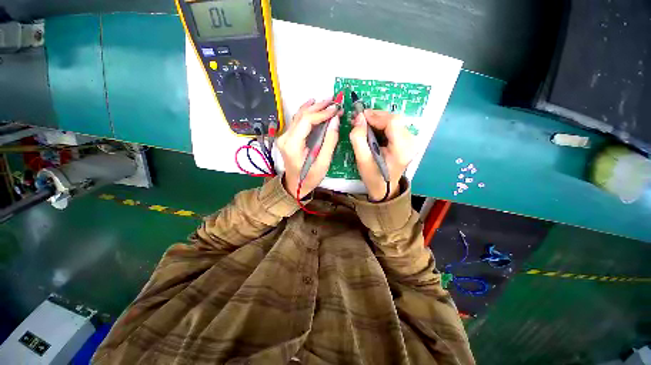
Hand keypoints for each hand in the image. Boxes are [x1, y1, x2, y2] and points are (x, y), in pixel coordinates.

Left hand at [277, 98, 341, 198]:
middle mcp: (285, 137)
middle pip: (302, 116)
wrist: (294, 186)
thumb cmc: (309, 178)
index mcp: (293, 145)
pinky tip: (313, 104)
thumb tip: (334, 120)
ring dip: (314, 107)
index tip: (336, 109)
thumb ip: (329, 142)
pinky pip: (297, 121)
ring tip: (327, 101)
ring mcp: (284, 136)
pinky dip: (307, 112)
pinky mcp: (287, 137)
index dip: (322, 113)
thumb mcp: (323, 164)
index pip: (307, 121)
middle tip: (334, 101)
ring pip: (299, 116)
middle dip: (319, 107)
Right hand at [349, 110, 414, 200]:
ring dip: (378, 120)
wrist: (385, 188)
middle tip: (359, 120)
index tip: (360, 117)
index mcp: (402, 149)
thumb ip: (358, 138)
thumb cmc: (373, 176)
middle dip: (376, 117)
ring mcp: (411, 141)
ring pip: (394, 121)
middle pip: (395, 119)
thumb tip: (359, 117)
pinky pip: (394, 126)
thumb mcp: (362, 160)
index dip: (376, 116)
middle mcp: (411, 142)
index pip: (393, 122)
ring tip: (363, 125)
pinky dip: (382, 125)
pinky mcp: (407, 141)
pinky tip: (372, 129)